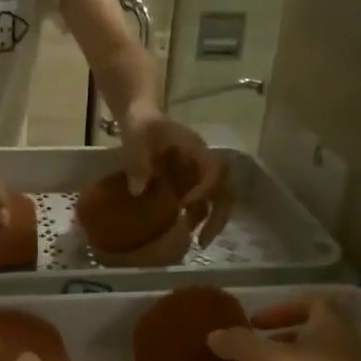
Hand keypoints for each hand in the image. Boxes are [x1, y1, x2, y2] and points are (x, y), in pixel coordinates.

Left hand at [120, 109, 232, 243]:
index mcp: (196, 149)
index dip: (204, 189)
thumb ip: (137, 160)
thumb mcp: (136, 136)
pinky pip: (198, 204)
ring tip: (197, 243)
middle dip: (218, 216)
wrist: (139, 117)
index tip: (184, 204)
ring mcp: (196, 174)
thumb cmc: (141, 124)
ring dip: (209, 222)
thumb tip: (138, 191)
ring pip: (214, 200)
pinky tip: (180, 232)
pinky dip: (193, 219)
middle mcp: (202, 164)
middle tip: (204, 241)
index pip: (213, 170)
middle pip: (224, 190)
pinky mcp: (186, 183)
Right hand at [206, 296, 360, 360]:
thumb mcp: (263, 360)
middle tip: (254, 352)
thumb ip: (237, 342)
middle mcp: (349, 350)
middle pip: (316, 334)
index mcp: (334, 327)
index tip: (256, 323)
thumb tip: (214, 335)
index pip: (314, 303)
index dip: (284, 307)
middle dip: (283, 339)